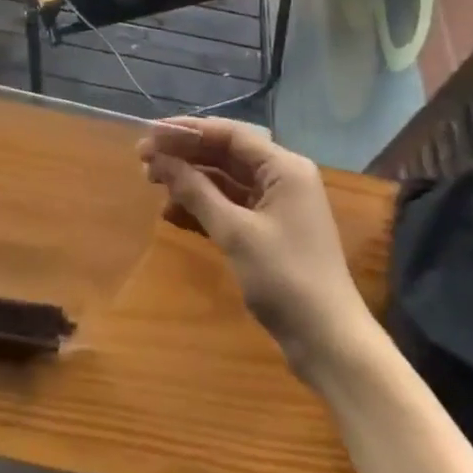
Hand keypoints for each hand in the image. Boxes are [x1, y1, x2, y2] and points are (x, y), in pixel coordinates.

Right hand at [138, 117, 370, 385]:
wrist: (328, 341)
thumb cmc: (285, 278)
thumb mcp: (235, 232)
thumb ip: (196, 192)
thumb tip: (160, 160)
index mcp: (284, 168)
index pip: (230, 134)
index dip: (187, 131)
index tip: (150, 134)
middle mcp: (282, 178)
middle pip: (226, 154)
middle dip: (185, 154)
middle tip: (143, 159)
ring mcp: (276, 205)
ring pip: (225, 180)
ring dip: (190, 180)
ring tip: (152, 182)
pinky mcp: (269, 230)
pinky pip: (230, 205)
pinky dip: (203, 205)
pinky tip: (171, 212)